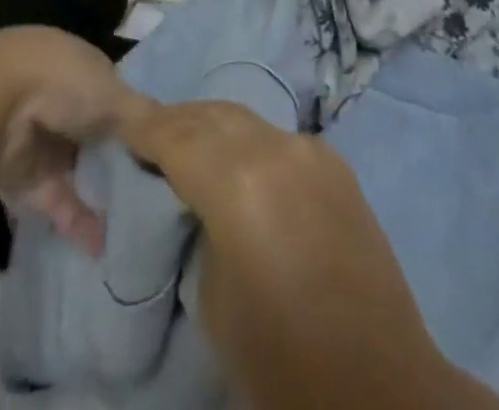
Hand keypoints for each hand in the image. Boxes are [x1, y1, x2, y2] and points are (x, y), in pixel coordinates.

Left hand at [0, 27, 146, 256]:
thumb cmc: (62, 82)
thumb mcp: (114, 94)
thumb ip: (144, 118)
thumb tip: (177, 135)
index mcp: (86, 71)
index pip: (119, 100)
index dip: (140, 126)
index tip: (167, 154)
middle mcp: (66, 103)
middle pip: (101, 139)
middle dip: (124, 165)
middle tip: (162, 198)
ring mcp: (46, 143)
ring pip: (82, 174)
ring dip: (104, 199)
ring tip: (142, 230)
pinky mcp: (27, 182)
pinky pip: (61, 205)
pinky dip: (81, 225)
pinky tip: (108, 249)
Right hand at [119, 101, 498, 409]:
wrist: (379, 384)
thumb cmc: (280, 356)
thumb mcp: (213, 295)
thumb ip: (198, 224)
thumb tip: (195, 197)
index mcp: (238, 180)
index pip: (176, 135)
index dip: (143, 128)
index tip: (119, 126)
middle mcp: (276, 147)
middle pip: (211, 115)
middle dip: (176, 120)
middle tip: (146, 135)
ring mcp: (311, 149)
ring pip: (246, 120)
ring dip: (212, 126)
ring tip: (185, 144)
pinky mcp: (335, 163)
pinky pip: (277, 138)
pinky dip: (247, 141)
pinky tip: (236, 162)